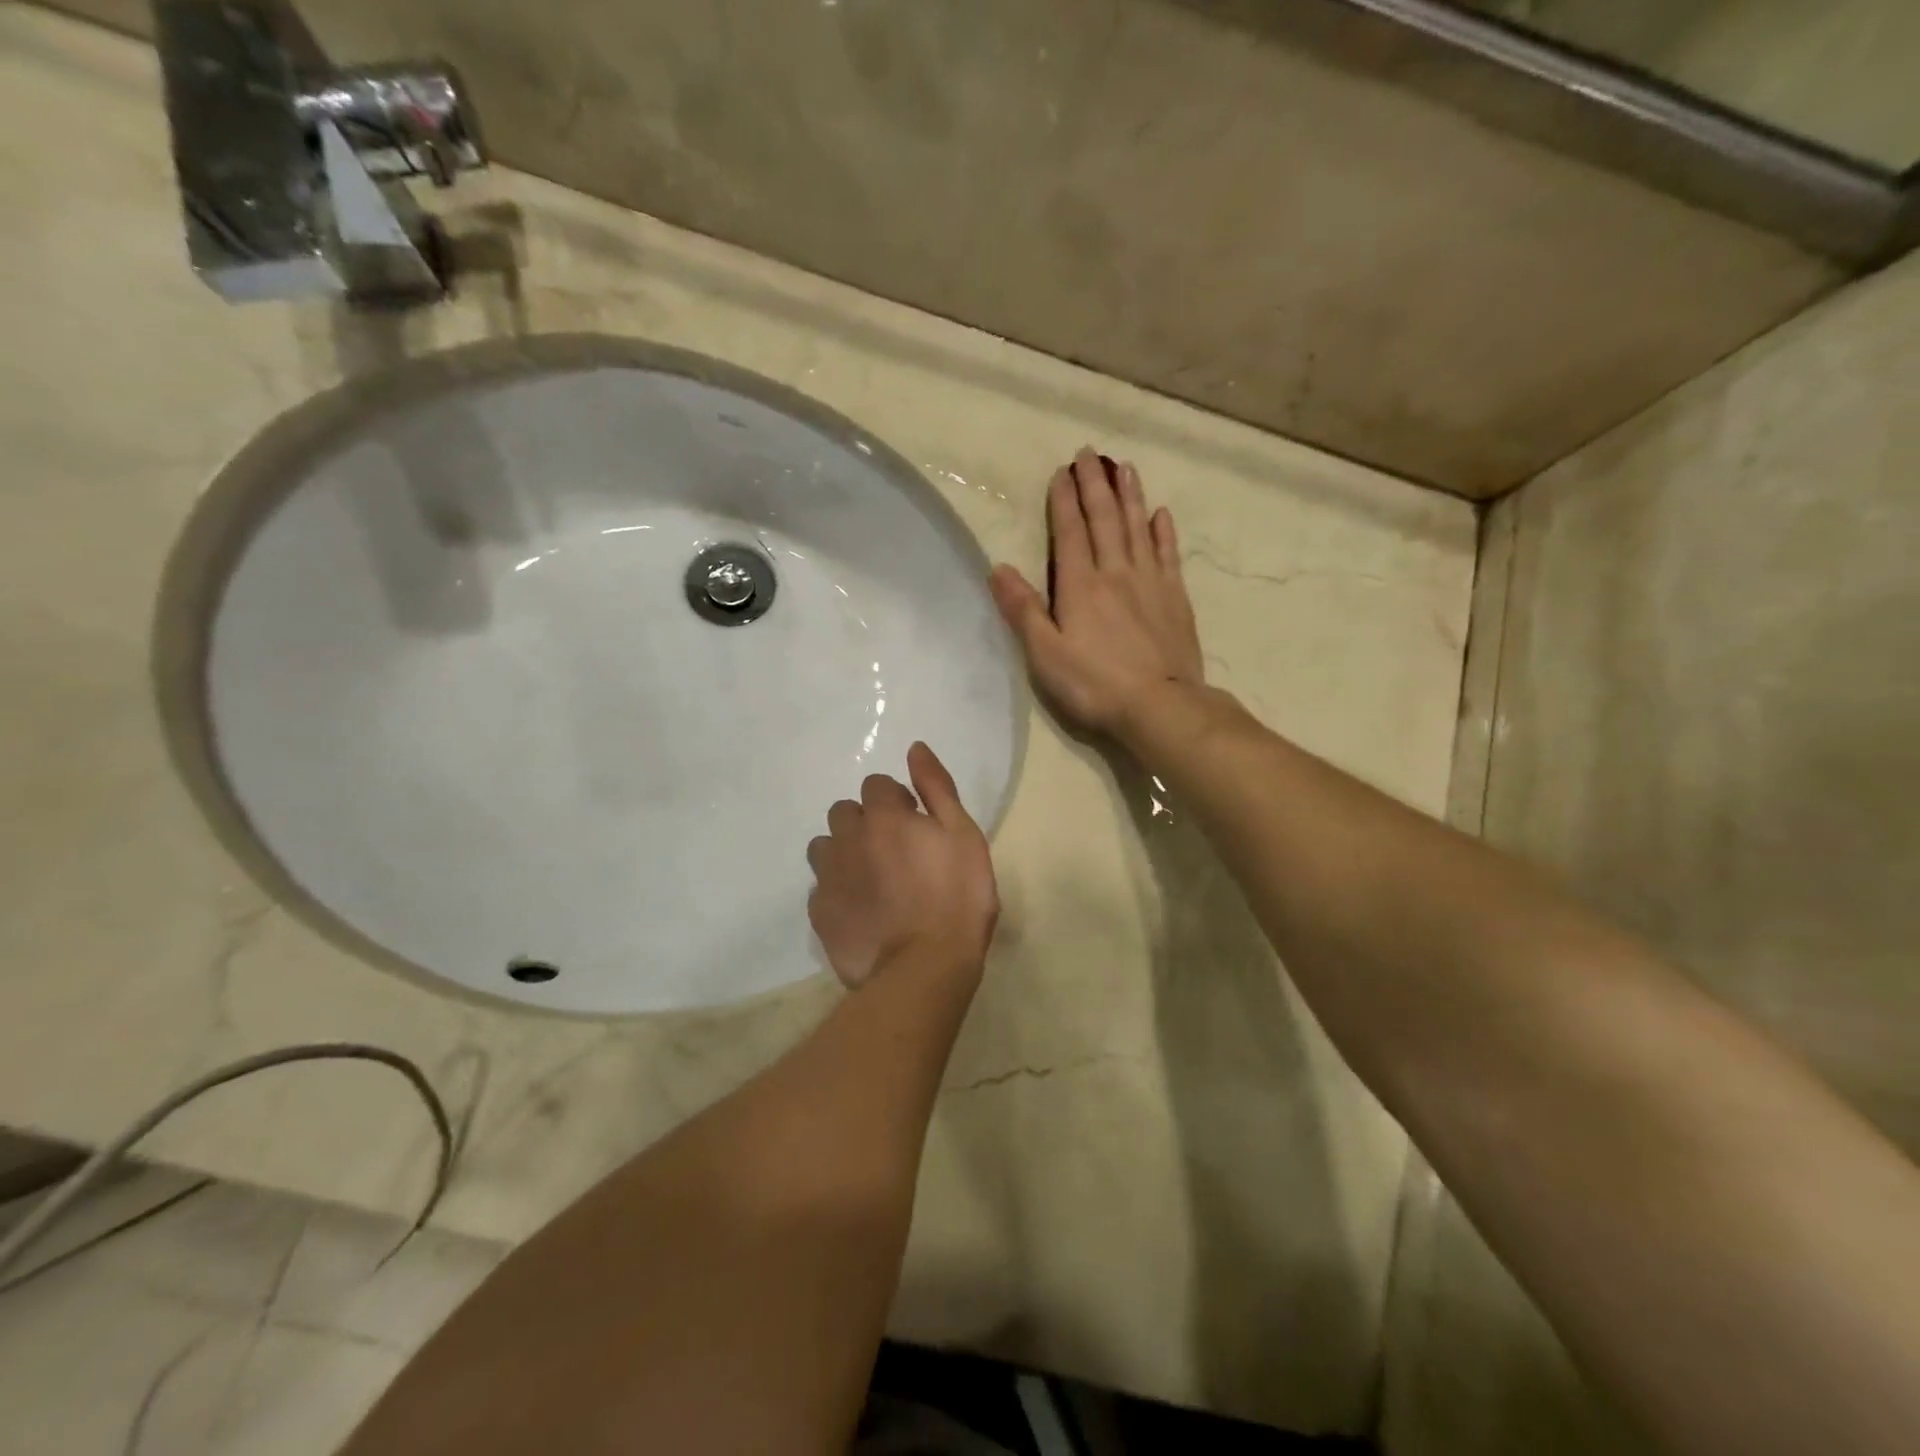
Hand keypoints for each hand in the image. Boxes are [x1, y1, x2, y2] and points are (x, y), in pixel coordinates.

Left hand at [806, 742, 998, 988]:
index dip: (897, 801)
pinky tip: (860, 909)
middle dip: (865, 822)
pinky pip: (820, 887)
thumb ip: (937, 788)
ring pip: (825, 847)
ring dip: (844, 852)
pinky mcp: (820, 913)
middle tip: (894, 852)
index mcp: (883, 816)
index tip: (915, 825)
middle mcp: (847, 838)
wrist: (925, 968)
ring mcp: (828, 877)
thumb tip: (915, 748)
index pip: (876, 785)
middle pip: (845, 812)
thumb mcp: (963, 835)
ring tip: (872, 880)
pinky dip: (837, 889)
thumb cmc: (957, 898)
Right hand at [990, 448, 1204, 736]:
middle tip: (1090, 453)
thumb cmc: (1094, 684)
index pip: (1070, 531)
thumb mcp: (1045, 654)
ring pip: (1138, 528)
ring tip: (1124, 468)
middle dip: (1095, 484)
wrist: (1160, 705)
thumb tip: (997, 568)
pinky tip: (1160, 514)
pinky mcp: (1175, 599)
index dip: (1064, 500)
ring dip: (1129, 496)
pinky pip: (1168, 555)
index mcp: (1080, 585)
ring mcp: (1150, 583)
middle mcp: (1116, 573)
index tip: (1062, 471)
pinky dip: (1163, 531)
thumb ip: (1022, 610)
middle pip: (1105, 519)